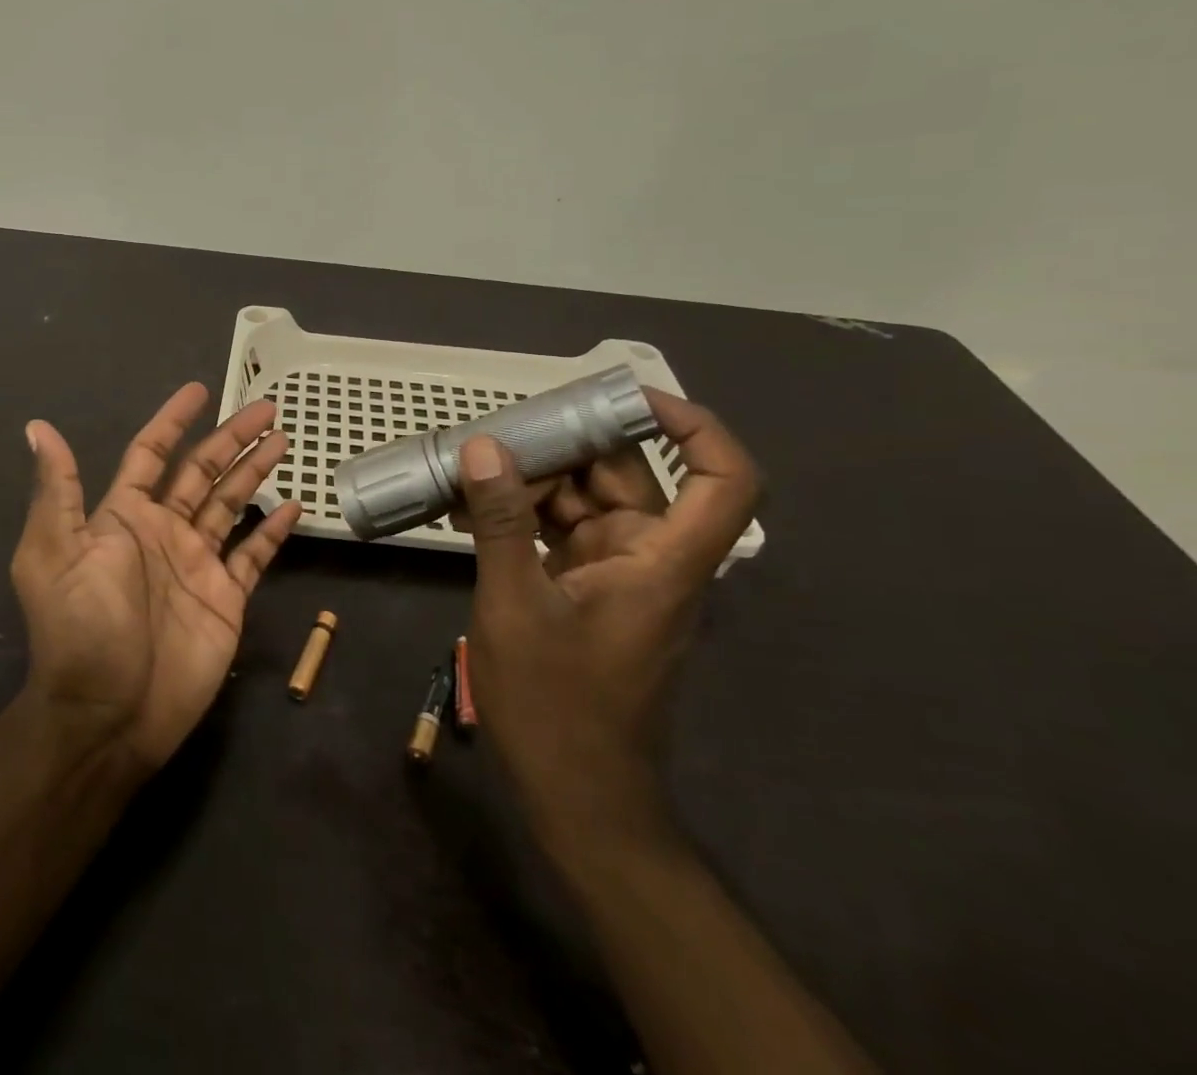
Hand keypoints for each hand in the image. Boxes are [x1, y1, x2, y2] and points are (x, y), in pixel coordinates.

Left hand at [11, 383, 301, 771]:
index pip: (152, 453)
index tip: (198, 390)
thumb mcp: (55, 552)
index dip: (173, 420)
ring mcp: (197, 563)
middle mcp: (163, 532)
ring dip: (255, 471)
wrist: (109, 713)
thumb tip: (38, 427)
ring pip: (231, 503)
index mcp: (124, 516)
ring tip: (282, 438)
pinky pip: (254, 554)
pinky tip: (292, 505)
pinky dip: (272, 530)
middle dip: (232, 437)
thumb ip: (58, 489)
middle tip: (267, 407)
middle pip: (202, 471)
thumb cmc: (82, 628)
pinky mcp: (226, 597)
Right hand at [458, 391, 760, 859]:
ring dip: (535, 481)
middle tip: (502, 431)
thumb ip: (502, 522)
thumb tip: (483, 448)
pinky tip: (472, 507)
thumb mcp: (514, 605)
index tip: (629, 397)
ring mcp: (617, 575)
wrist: (577, 799)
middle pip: (631, 477)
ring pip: (587, 501)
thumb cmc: (557, 707)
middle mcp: (651, 558)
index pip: (723, 479)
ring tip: (472, 467)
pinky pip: (561, 531)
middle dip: (569, 447)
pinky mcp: (586, 590)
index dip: (694, 427)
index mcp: (663, 562)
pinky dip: (524, 515)